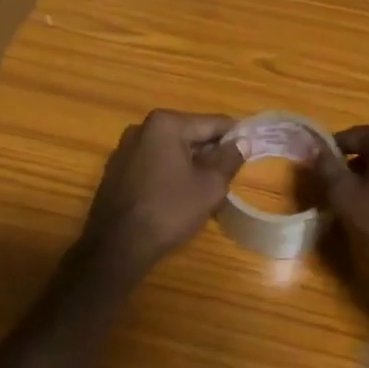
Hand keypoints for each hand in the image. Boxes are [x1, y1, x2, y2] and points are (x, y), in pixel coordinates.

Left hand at [82, 110, 242, 272]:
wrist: (118, 244)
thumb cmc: (170, 210)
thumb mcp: (210, 185)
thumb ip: (230, 158)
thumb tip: (243, 141)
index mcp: (167, 124)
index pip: (213, 123)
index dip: (236, 137)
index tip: (251, 151)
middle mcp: (142, 127)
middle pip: (190, 133)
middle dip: (210, 152)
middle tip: (228, 175)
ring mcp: (125, 148)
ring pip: (171, 149)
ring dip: (190, 163)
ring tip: (205, 188)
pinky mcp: (117, 169)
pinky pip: (153, 162)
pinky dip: (169, 172)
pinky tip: (177, 195)